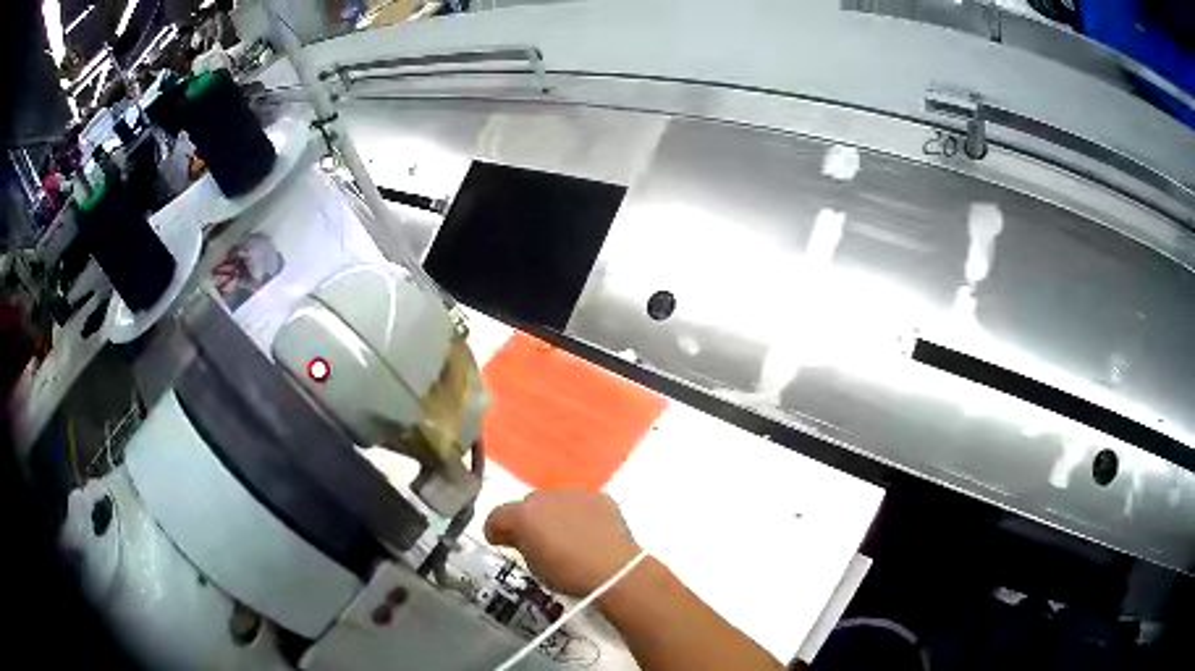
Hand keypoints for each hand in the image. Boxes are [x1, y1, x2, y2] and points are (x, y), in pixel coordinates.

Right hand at [484, 490, 641, 596]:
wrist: (615, 571)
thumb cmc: (568, 575)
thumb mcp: (533, 566)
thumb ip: (519, 544)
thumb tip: (515, 537)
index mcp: (523, 514)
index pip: (497, 515)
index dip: (495, 530)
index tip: (499, 542)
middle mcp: (546, 497)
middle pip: (528, 505)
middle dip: (527, 521)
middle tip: (535, 542)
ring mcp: (575, 494)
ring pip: (555, 502)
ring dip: (554, 515)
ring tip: (565, 538)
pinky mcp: (600, 498)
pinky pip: (581, 504)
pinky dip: (580, 515)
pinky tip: (588, 534)